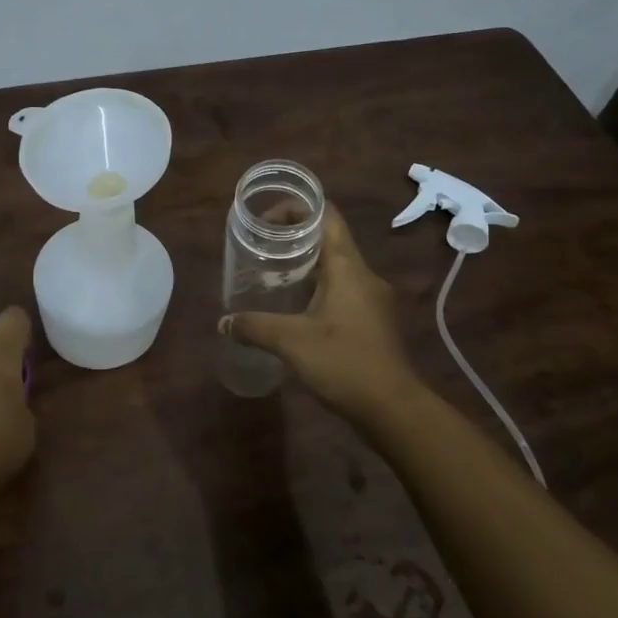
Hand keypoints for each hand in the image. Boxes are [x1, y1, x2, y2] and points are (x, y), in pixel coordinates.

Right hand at [221, 206, 421, 425]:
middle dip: (294, 239)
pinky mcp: (372, 321)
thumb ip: (254, 327)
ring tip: (271, 276)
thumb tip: (224, 322)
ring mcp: (372, 299)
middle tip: (260, 248)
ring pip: (335, 268)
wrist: (393, 409)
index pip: (326, 216)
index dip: (297, 209)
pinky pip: (341, 291)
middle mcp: (364, 275)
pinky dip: (316, 290)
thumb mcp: (291, 342)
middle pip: (329, 240)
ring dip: (305, 267)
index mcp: (348, 267)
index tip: (265, 220)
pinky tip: (294, 310)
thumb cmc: (344, 362)